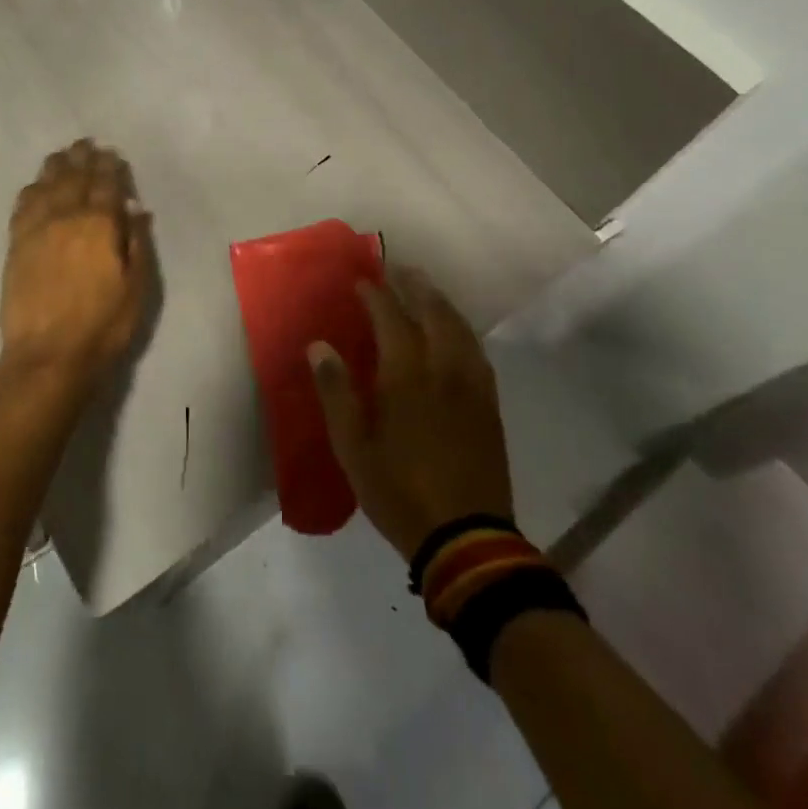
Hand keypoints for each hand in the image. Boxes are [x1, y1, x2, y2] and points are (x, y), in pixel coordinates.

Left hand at [0, 139, 152, 389]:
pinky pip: (23, 205)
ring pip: (46, 185)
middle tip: (86, 143)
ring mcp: (37, 229)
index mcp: (99, 224)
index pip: (106, 184)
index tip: (112, 153)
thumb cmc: (103, 325)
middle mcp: (66, 217)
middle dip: (82, 158)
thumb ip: (137, 243)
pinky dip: (32, 189)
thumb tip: (136, 209)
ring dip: (56, 166)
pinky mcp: (16, 245)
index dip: (110, 166)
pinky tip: (36, 185)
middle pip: (74, 177)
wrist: (48, 355)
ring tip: (63, 154)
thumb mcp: (137, 287)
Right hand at [308, 267, 513, 560]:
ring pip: (459, 328)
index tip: (362, 280)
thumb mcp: (352, 447)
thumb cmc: (398, 491)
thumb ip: (336, 391)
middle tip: (398, 269)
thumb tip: (318, 346)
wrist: (467, 539)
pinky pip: (477, 352)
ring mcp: (471, 386)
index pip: (391, 318)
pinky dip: (462, 330)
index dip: (375, 295)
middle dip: (414, 286)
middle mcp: (443, 369)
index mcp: (406, 376)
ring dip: (441, 302)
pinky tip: (457, 332)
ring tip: (426, 289)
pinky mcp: (489, 405)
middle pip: (432, 312)